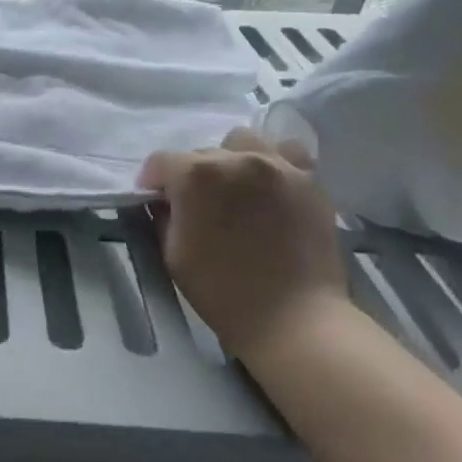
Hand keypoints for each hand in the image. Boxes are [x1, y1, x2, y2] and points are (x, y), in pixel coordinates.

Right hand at [138, 129, 348, 362]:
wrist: (294, 319)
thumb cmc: (222, 291)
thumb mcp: (173, 255)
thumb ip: (163, 217)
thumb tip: (165, 201)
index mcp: (196, 175)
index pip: (161, 161)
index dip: (151, 181)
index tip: (154, 200)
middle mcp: (236, 158)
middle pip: (203, 153)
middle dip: (192, 175)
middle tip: (198, 206)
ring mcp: (277, 165)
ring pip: (243, 142)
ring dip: (231, 159)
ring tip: (236, 188)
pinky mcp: (309, 179)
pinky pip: (286, 153)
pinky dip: (273, 162)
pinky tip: (270, 185)